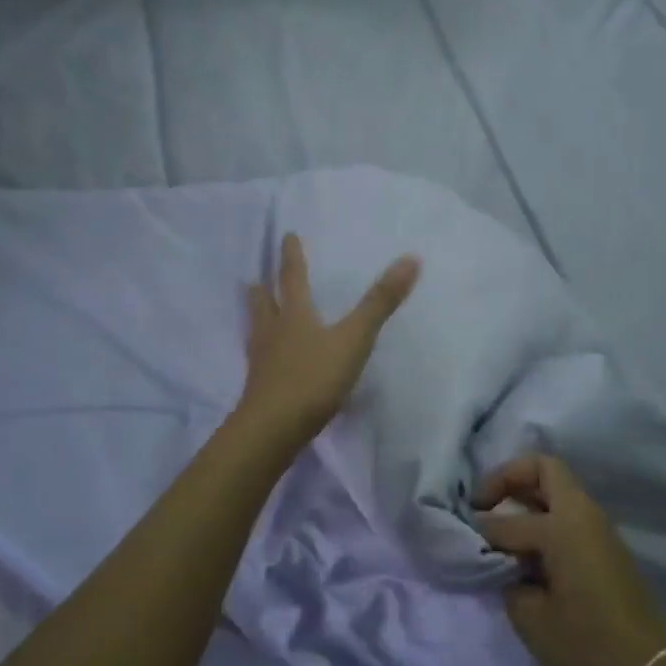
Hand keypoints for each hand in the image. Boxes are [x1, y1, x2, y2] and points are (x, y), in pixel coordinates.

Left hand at [239, 233, 419, 447]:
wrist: (273, 429)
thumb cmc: (313, 378)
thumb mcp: (354, 339)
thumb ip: (380, 303)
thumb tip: (410, 259)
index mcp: (294, 315)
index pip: (292, 278)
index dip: (292, 256)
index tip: (287, 236)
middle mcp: (272, 332)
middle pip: (263, 304)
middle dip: (262, 289)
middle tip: (254, 278)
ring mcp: (262, 362)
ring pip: (257, 331)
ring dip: (257, 317)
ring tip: (255, 310)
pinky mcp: (259, 389)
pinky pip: (260, 361)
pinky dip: (263, 352)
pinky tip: (267, 361)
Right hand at [475, 454, 665, 665]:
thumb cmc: (587, 645)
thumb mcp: (531, 617)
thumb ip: (508, 578)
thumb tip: (503, 561)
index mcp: (563, 526)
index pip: (508, 520)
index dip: (481, 531)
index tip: (465, 543)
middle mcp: (583, 516)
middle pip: (544, 469)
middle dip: (508, 478)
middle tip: (482, 504)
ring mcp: (599, 529)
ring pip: (558, 489)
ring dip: (527, 497)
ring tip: (500, 527)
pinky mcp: (606, 547)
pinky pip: (568, 513)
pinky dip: (543, 516)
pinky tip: (527, 549)